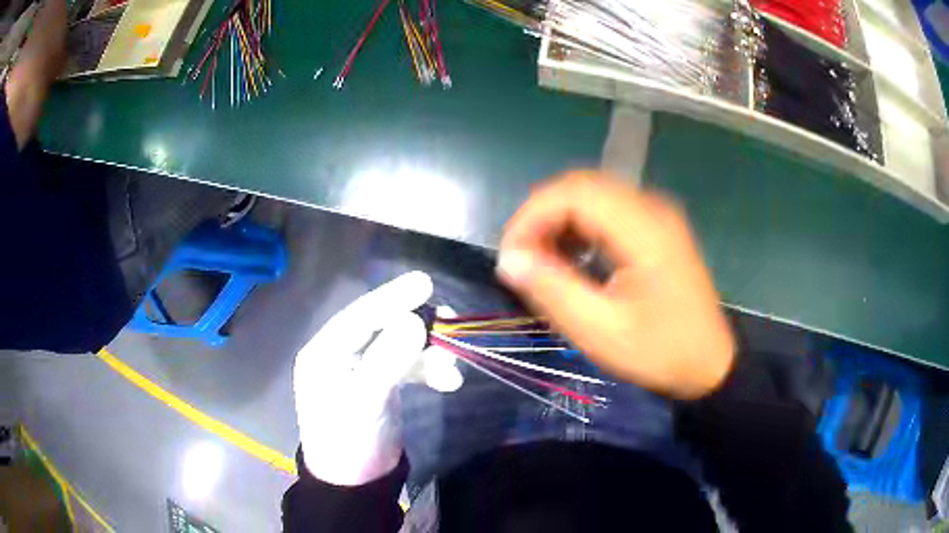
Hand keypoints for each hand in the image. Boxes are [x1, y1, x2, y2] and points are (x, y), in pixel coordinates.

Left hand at [293, 272, 461, 485]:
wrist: (354, 485)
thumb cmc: (349, 442)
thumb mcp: (365, 402)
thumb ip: (388, 361)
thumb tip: (415, 320)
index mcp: (324, 353)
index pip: (359, 316)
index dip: (391, 298)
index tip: (425, 282)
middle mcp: (340, 355)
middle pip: (381, 327)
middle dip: (416, 325)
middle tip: (449, 319)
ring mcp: (361, 370)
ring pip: (398, 346)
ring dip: (428, 353)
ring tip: (453, 365)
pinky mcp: (380, 385)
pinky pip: (406, 366)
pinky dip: (428, 370)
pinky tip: (449, 381)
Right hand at [497, 171, 734, 399]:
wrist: (710, 364)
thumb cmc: (660, 352)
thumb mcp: (601, 331)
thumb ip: (553, 291)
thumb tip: (510, 260)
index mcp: (644, 229)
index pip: (573, 193)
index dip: (532, 216)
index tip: (511, 256)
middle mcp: (651, 208)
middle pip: (580, 187)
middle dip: (541, 217)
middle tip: (522, 260)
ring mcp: (657, 215)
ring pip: (592, 196)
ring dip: (559, 221)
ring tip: (542, 263)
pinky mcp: (656, 228)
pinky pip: (607, 211)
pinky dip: (579, 228)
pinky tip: (572, 258)